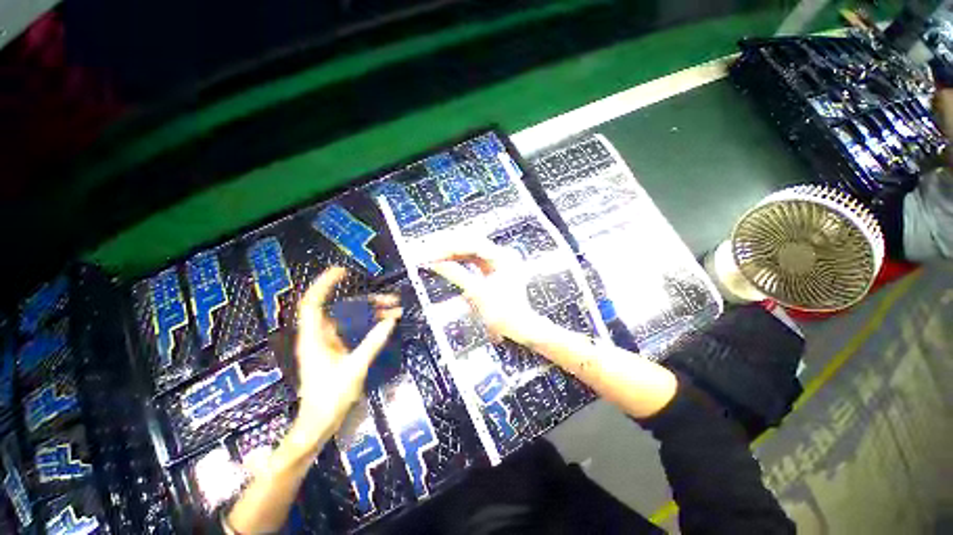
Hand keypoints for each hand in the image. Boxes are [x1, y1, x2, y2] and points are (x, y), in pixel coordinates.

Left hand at [293, 267, 400, 446]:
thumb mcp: (355, 369)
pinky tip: (385, 322)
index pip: (314, 303)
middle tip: (389, 298)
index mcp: (314, 339)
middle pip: (341, 308)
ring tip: (394, 308)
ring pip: (350, 318)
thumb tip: (389, 322)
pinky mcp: (337, 349)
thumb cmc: (331, 398)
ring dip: (371, 311)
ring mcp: (329, 342)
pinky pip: (354, 328)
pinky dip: (369, 323)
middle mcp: (320, 336)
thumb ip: (372, 343)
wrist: (320, 423)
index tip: (342, 271)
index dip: (324, 284)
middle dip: (365, 300)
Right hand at [425, 241, 549, 345]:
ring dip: (454, 254)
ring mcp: (499, 261)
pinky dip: (461, 261)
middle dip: (450, 248)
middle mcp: (502, 255)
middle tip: (431, 253)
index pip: (472, 244)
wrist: (519, 327)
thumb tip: (436, 263)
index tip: (433, 253)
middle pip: (472, 244)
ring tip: (435, 257)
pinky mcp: (494, 269)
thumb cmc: (503, 312)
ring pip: (472, 251)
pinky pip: (474, 260)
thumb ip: (456, 274)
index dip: (450, 248)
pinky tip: (448, 262)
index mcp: (503, 257)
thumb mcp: (477, 293)